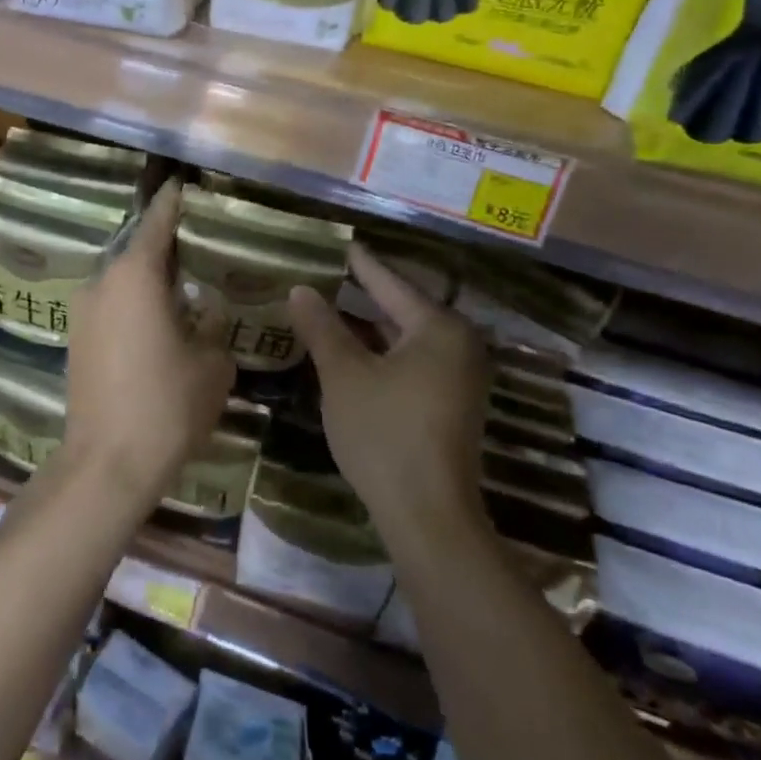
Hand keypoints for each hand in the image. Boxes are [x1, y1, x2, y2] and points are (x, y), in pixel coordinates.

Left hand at [62, 182, 233, 511]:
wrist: (107, 464)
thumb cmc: (167, 405)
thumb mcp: (212, 364)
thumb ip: (214, 326)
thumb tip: (209, 311)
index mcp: (136, 276)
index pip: (157, 221)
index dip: (174, 200)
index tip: (187, 183)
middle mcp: (102, 283)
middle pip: (137, 249)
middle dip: (167, 244)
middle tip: (202, 242)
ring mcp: (84, 312)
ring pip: (123, 280)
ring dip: (151, 278)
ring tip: (186, 284)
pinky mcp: (77, 340)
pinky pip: (113, 306)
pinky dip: (136, 303)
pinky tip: (161, 321)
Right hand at [289, 245, 490, 540]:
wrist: (428, 516)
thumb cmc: (384, 434)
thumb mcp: (344, 376)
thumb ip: (322, 328)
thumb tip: (300, 290)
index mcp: (438, 328)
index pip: (391, 283)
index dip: (361, 264)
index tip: (341, 243)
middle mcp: (458, 345)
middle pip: (403, 308)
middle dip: (364, 293)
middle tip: (329, 273)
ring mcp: (459, 376)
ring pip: (407, 337)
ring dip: (371, 325)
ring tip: (333, 306)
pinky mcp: (452, 403)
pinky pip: (413, 360)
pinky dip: (383, 351)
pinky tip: (354, 350)